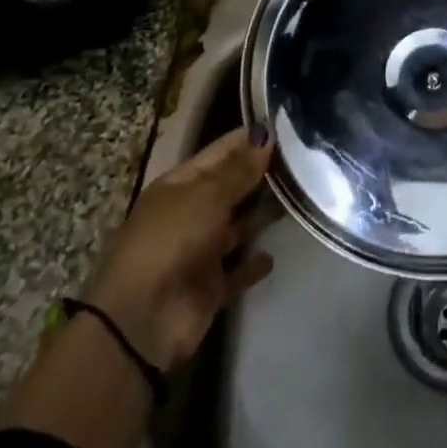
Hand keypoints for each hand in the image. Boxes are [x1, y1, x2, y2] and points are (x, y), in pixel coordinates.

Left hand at [82, 126, 278, 370]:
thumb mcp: (206, 196)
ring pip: (237, 227)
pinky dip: (253, 264)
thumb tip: (265, 137)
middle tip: (305, 159)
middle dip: (260, 174)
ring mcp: (200, 252)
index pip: (220, 152)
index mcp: (180, 186)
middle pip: (230, 188)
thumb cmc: (171, 241)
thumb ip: (239, 170)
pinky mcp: (210, 288)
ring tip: (300, 198)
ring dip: (261, 215)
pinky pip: (237, 271)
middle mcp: (190, 214)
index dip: (249, 139)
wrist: (141, 321)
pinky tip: (274, 255)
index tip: (287, 126)